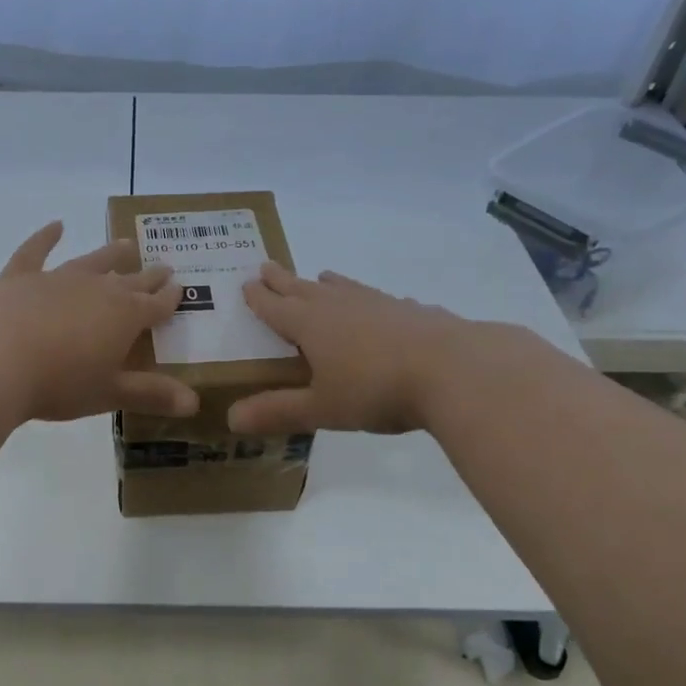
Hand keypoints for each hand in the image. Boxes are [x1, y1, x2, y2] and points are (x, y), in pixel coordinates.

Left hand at [0, 222, 199, 423]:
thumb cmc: (59, 384)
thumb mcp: (109, 394)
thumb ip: (151, 395)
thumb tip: (194, 403)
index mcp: (124, 316)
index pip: (156, 304)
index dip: (170, 298)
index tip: (180, 288)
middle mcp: (97, 289)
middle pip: (130, 280)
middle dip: (149, 276)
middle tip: (163, 267)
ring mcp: (58, 278)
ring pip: (93, 260)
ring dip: (111, 253)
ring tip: (126, 244)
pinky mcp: (21, 276)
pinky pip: (36, 250)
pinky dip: (46, 237)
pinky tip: (56, 225)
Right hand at [227, 264, 463, 434]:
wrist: (454, 369)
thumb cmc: (376, 389)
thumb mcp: (322, 408)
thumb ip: (279, 411)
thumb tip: (231, 418)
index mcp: (310, 324)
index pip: (275, 306)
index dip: (258, 298)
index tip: (246, 283)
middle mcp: (340, 305)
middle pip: (303, 288)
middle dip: (282, 280)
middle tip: (267, 266)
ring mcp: (378, 303)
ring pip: (344, 287)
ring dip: (327, 283)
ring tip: (320, 276)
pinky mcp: (411, 310)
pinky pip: (380, 300)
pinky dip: (369, 300)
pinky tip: (380, 306)